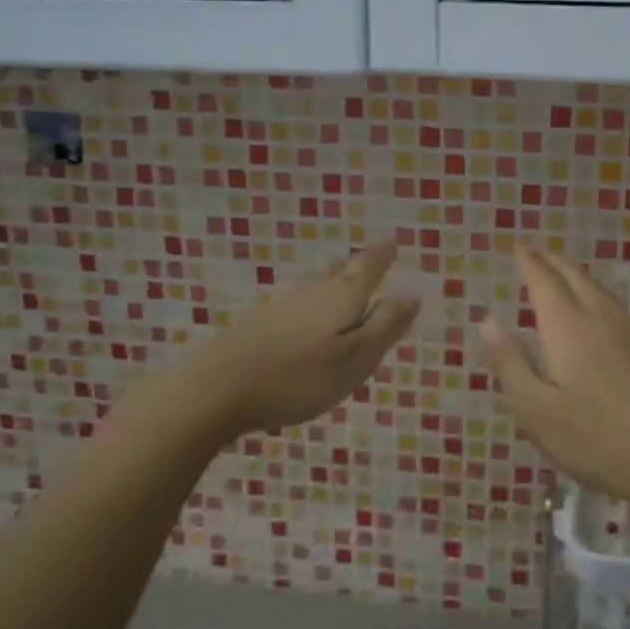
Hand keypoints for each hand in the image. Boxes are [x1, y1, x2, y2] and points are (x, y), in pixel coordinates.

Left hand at [151, 240, 419, 443]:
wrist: (218, 388)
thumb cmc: (300, 375)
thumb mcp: (357, 357)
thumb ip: (385, 325)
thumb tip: (411, 294)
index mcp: (341, 297)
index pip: (367, 267)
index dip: (382, 254)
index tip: (393, 240)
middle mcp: (311, 293)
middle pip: (339, 273)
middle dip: (357, 266)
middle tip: (371, 258)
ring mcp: (280, 308)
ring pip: (314, 288)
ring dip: (332, 284)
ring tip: (342, 285)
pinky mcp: (257, 327)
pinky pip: (295, 308)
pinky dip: (309, 308)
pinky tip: (304, 319)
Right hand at [478, 244, 629, 517]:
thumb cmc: (600, 442)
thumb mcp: (538, 413)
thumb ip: (511, 364)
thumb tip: (488, 319)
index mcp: (570, 330)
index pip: (545, 283)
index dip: (529, 263)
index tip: (517, 246)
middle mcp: (604, 320)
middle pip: (577, 278)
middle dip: (554, 262)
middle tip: (537, 252)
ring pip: (602, 292)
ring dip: (579, 277)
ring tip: (564, 276)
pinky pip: (620, 310)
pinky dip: (599, 299)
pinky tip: (602, 316)